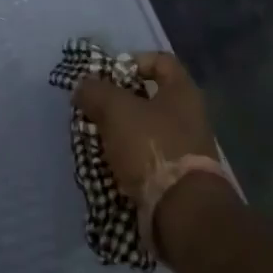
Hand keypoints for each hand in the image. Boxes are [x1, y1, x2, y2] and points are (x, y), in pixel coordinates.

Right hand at [74, 51, 218, 207]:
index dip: (132, 61)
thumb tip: (83, 86)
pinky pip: (148, 159)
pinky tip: (108, 167)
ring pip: (145, 131)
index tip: (107, 77)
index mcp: (183, 91)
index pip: (160, 60)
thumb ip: (96, 91)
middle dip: (118, 103)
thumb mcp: (116, 110)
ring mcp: (186, 148)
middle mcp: (189, 116)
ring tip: (95, 141)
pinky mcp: (178, 178)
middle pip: (149, 98)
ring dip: (120, 134)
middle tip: (93, 111)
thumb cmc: (153, 148)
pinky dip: (128, 161)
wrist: (183, 212)